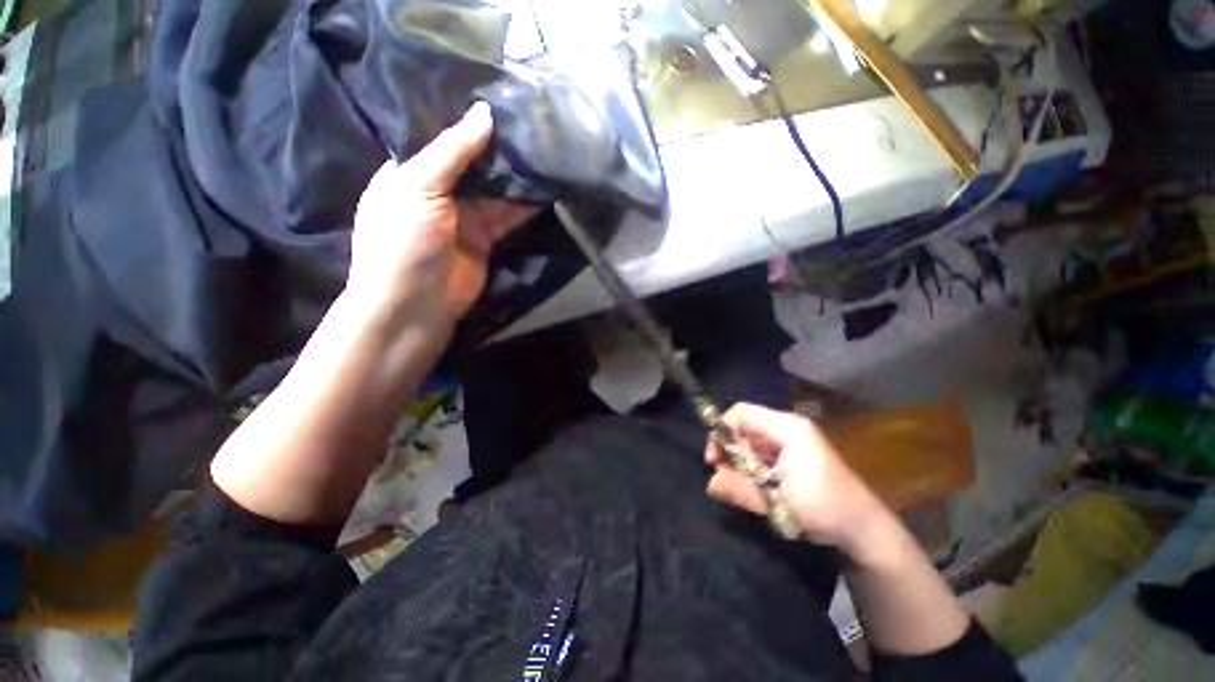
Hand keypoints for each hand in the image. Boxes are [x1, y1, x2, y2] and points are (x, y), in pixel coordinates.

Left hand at [346, 102, 537, 332]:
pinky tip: (543, 189)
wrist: (416, 304)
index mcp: (411, 172)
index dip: (471, 124)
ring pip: (495, 191)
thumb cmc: (404, 241)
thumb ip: (453, 151)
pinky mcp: (486, 239)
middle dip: (500, 151)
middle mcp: (439, 191)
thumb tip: (485, 112)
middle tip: (533, 128)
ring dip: (516, 178)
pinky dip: (524, 206)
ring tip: (544, 154)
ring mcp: (464, 217)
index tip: (504, 105)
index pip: (445, 139)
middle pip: (475, 165)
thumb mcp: (419, 187)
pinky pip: (507, 216)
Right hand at [705, 403, 889, 555]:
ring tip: (743, 487)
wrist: (866, 530)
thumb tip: (709, 484)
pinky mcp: (794, 455)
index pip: (741, 413)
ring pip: (752, 441)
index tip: (713, 461)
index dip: (721, 431)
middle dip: (730, 451)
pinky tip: (757, 488)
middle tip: (726, 478)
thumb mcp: (778, 502)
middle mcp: (788, 428)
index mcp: (787, 429)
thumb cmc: (825, 510)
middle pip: (745, 427)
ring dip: (741, 462)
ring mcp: (793, 441)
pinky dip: (753, 468)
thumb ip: (741, 489)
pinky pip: (763, 453)